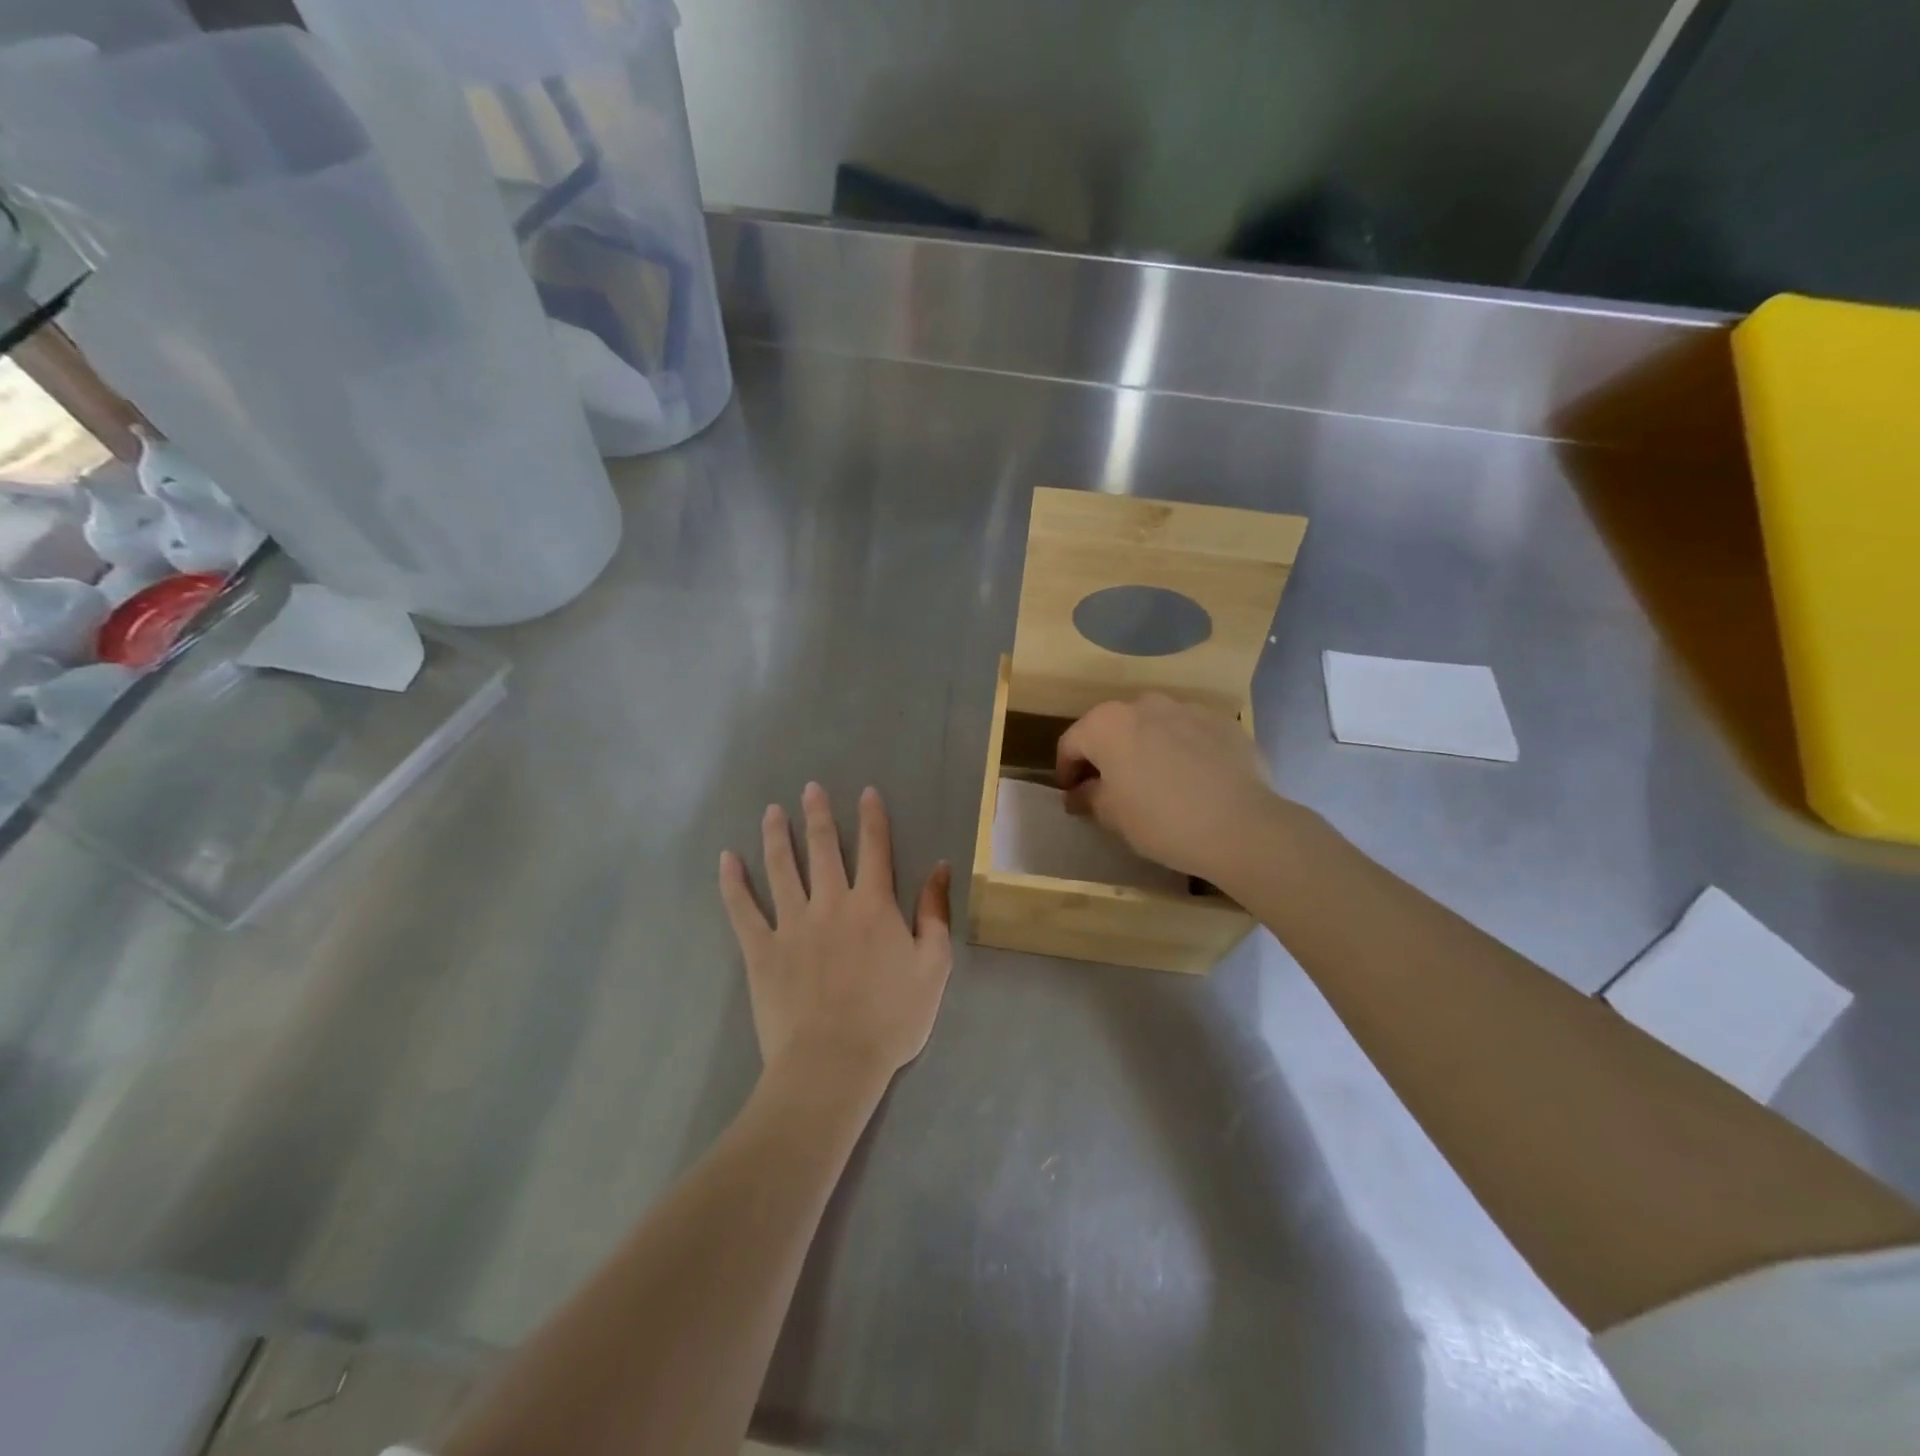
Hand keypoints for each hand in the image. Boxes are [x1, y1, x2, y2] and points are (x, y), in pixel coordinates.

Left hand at [719, 783, 952, 1089]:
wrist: (834, 1063)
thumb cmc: (891, 1019)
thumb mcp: (934, 966)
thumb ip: (935, 913)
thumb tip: (940, 868)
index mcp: (873, 906)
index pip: (875, 850)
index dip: (872, 818)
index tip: (866, 792)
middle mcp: (831, 903)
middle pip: (823, 849)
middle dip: (818, 815)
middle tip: (810, 788)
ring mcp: (792, 925)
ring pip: (782, 869)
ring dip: (777, 836)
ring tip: (772, 811)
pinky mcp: (761, 951)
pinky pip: (743, 910)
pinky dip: (733, 883)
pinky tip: (726, 859)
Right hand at [1056, 693, 1288, 884]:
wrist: (1241, 825)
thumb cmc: (1161, 820)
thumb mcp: (1112, 816)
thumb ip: (1088, 797)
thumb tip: (1079, 793)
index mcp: (1107, 723)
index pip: (1071, 743)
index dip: (1066, 771)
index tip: (1072, 795)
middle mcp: (1143, 704)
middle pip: (1112, 728)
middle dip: (1106, 755)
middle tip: (1110, 788)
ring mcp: (1187, 708)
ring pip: (1153, 726)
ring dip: (1145, 748)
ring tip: (1155, 782)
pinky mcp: (1222, 722)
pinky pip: (1189, 734)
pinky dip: (1182, 750)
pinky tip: (1192, 781)